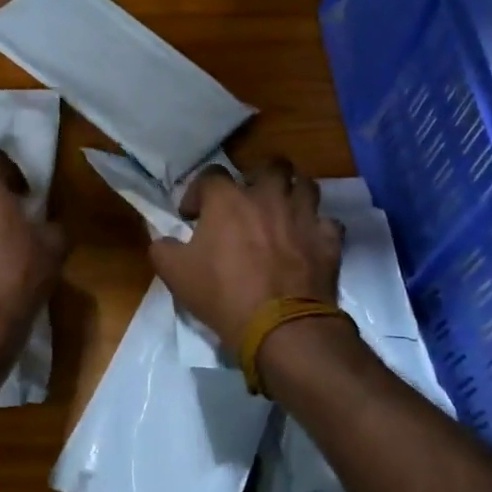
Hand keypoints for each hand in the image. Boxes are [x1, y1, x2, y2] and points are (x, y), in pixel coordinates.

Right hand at [149, 158, 344, 352]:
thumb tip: (163, 240)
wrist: (280, 327)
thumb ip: (163, 248)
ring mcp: (303, 216)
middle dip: (259, 175)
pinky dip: (318, 227)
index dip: (198, 191)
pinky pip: (328, 221)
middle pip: (271, 165)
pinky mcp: (328, 240)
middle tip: (249, 198)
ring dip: (293, 192)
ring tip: (283, 210)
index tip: (192, 216)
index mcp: (228, 200)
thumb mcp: (175, 275)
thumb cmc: (223, 295)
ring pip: (306, 184)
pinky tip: (308, 240)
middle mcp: (268, 197)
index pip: (211, 174)